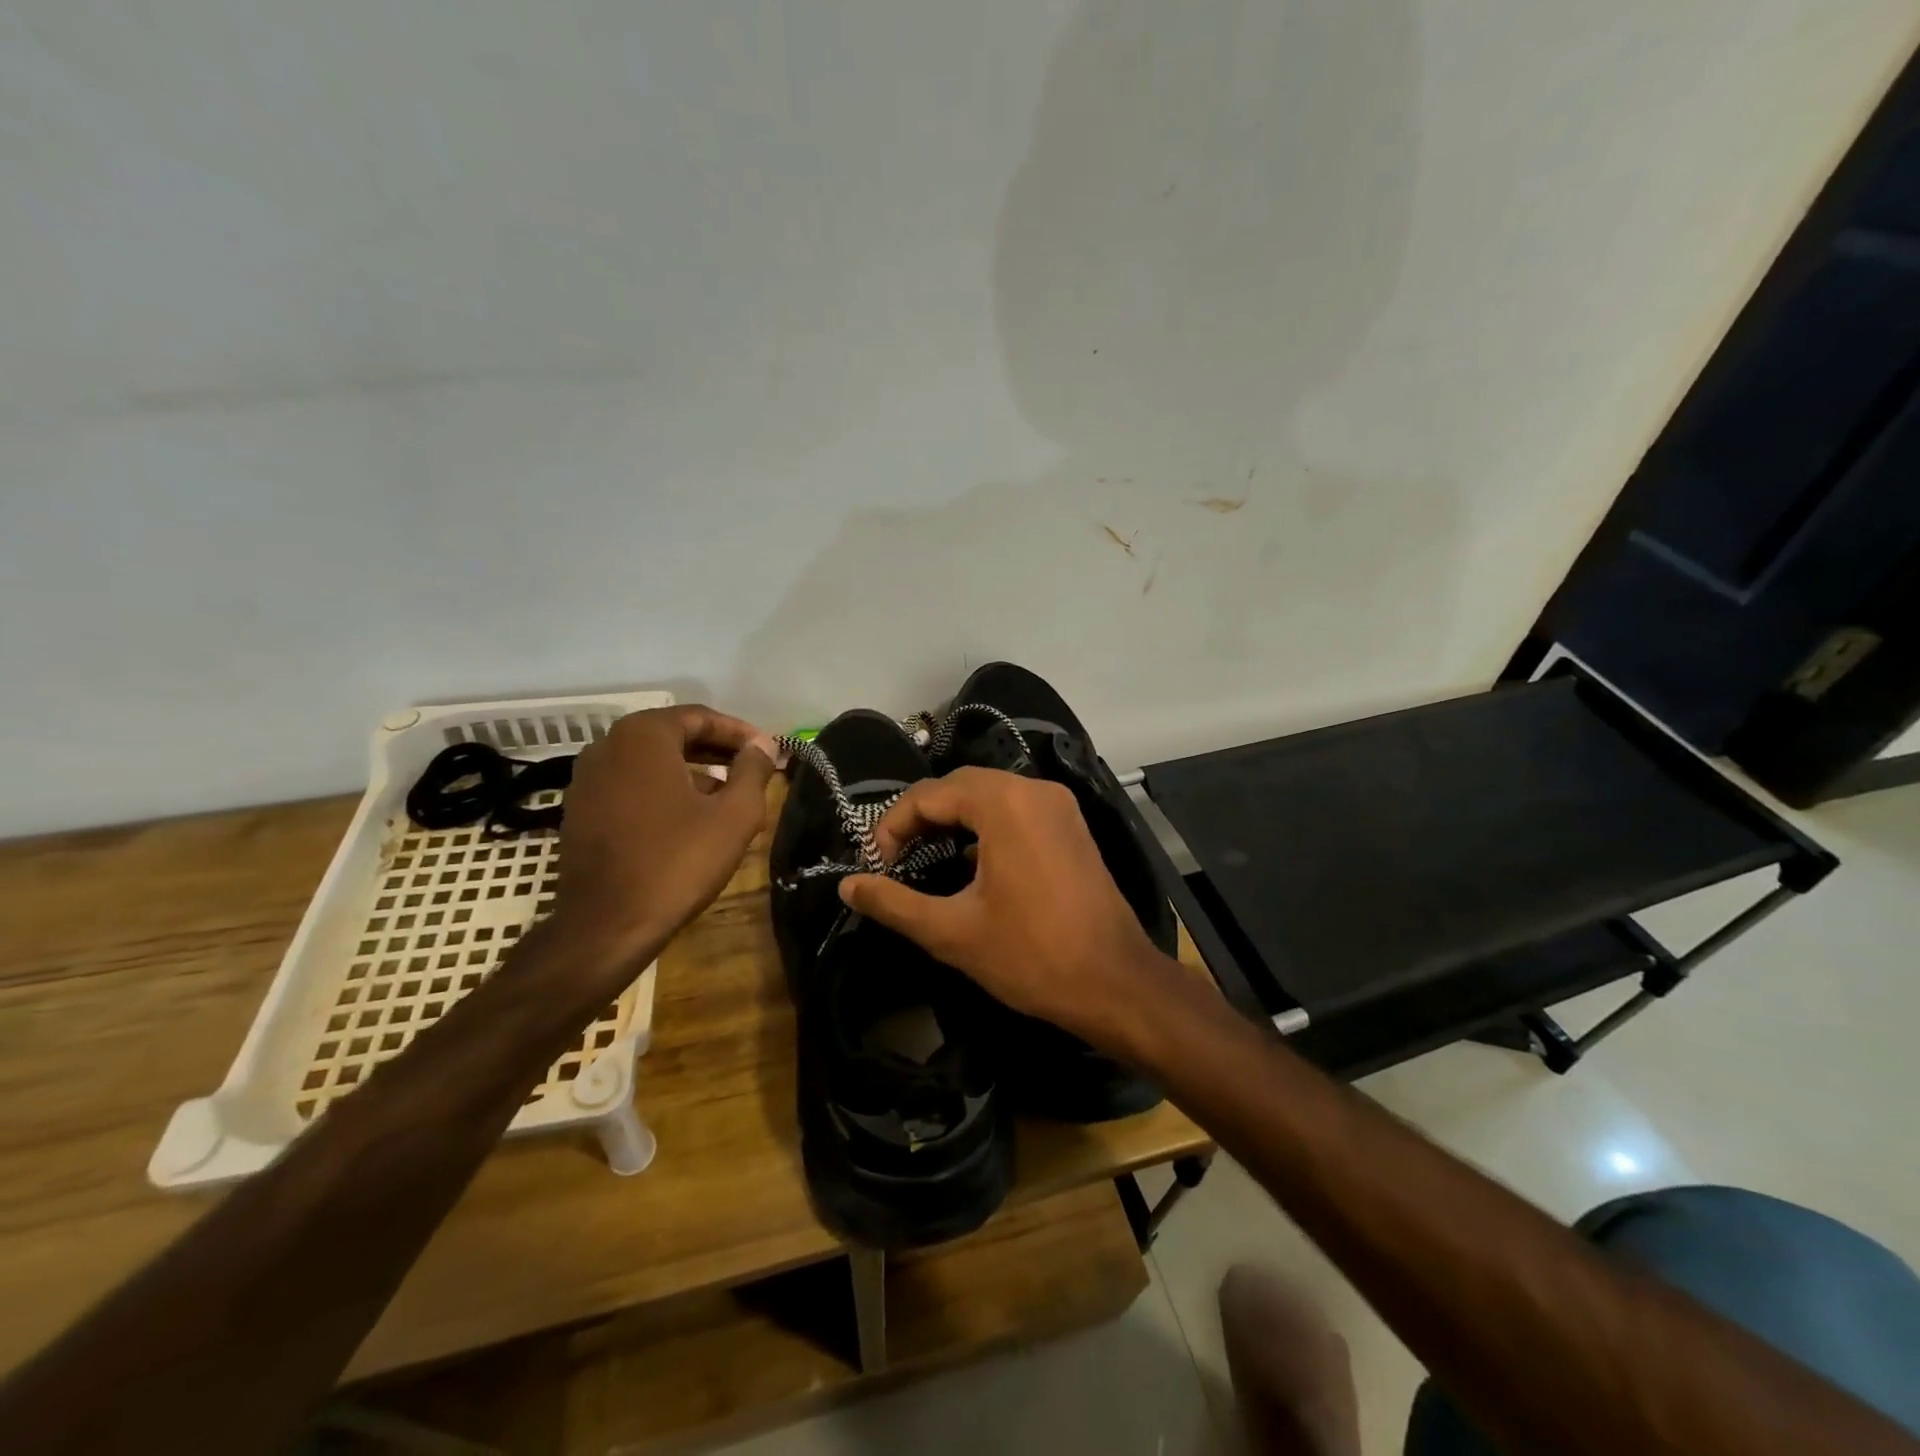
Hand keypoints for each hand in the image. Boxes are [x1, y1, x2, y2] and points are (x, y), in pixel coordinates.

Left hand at [552, 704, 781, 967]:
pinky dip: (663, 789)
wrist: (605, 926)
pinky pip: (631, 784)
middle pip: (674, 735)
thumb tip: (763, 745)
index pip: (700, 717)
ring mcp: (587, 779)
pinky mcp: (580, 810)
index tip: (768, 751)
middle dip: (717, 750)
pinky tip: (689, 818)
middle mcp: (608, 746)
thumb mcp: (735, 815)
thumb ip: (754, 770)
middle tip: (753, 769)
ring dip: (691, 770)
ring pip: (651, 761)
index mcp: (643, 736)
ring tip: (727, 794)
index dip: (740, 732)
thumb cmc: (677, 863)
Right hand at [838, 767, 1176, 1052]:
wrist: (1116, 984)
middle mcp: (1034, 790)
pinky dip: (985, 826)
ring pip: (989, 795)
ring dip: (952, 820)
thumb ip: (893, 902)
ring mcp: (1058, 805)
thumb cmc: (1031, 955)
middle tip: (895, 860)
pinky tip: (969, 864)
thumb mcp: (951, 932)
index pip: (928, 794)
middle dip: (920, 818)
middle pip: (959, 786)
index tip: (876, 867)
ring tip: (925, 859)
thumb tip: (848, 885)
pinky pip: (1016, 810)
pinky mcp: (1071, 826)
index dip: (892, 827)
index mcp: (1004, 803)